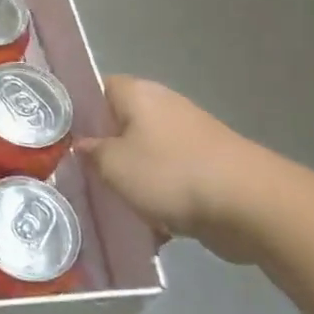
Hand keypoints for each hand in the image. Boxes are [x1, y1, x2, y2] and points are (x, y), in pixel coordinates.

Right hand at [78, 77, 303, 263]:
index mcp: (137, 93)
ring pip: (145, 154)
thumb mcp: (113, 165)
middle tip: (82, 175)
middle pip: (121, 124)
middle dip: (104, 150)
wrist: (251, 205)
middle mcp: (163, 106)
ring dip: (132, 178)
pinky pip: (171, 177)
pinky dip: (161, 197)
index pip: (97, 88)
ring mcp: (189, 136)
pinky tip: (150, 224)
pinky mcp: (209, 166)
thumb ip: (91, 153)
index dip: (78, 111)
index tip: (62, 139)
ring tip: (113, 204)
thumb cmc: (170, 174)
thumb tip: (83, 146)